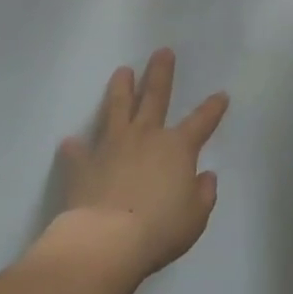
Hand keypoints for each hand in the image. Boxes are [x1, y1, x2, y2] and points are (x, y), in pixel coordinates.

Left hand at [54, 49, 228, 281]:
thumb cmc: (159, 229)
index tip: (221, 94)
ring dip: (121, 88)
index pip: (202, 121)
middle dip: (160, 73)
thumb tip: (206, 176)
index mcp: (177, 148)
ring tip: (122, 71)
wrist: (106, 241)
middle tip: (162, 52)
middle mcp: (145, 136)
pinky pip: (78, 152)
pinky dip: (75, 148)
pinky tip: (71, 143)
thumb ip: (203, 194)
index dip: (213, 108)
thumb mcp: (195, 217)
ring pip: (117, 108)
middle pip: (155, 97)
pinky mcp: (84, 164)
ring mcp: (112, 146)